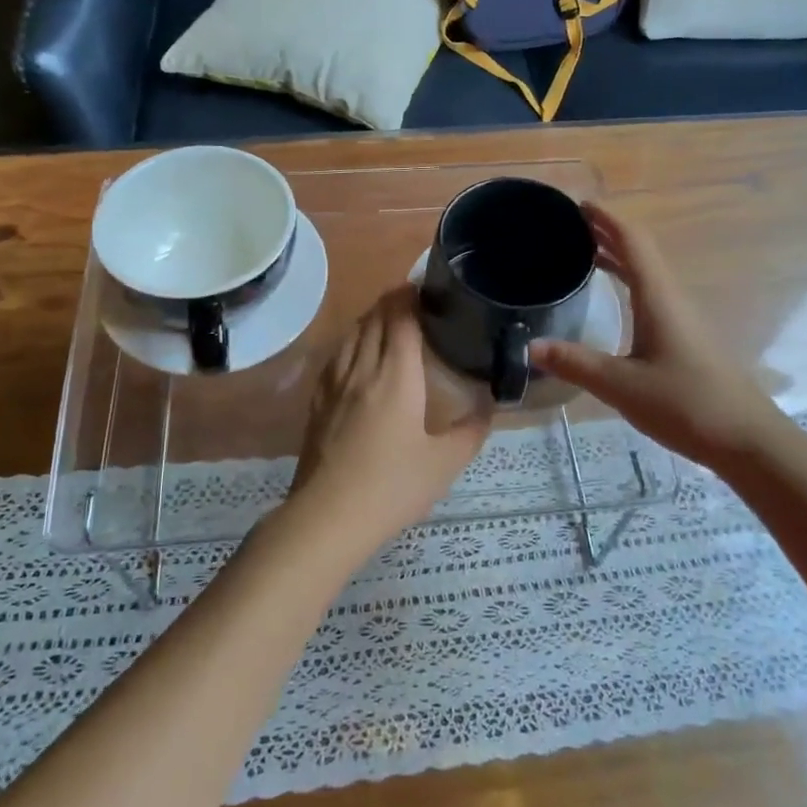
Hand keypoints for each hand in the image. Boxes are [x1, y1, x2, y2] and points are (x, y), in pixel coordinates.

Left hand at [285, 285, 491, 565]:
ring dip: (371, 318)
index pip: (400, 317)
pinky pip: (336, 355)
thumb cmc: (392, 487)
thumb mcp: (445, 463)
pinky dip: (352, 341)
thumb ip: (472, 429)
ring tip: (389, 322)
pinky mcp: (317, 400)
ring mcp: (334, 383)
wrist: (327, 517)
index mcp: (396, 375)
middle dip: (393, 301)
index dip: (411, 296)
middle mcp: (362, 368)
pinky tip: (359, 356)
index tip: (427, 289)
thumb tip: (489, 404)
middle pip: (373, 318)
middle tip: (415, 303)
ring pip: (351, 333)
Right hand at [530, 203, 781, 470]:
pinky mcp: (684, 337)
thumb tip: (529, 346)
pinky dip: (626, 280)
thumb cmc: (686, 404)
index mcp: (658, 297)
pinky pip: (650, 292)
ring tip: (582, 249)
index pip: (632, 241)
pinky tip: (613, 296)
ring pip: (646, 271)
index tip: (578, 203)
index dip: (606, 218)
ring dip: (617, 255)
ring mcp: (681, 317)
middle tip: (569, 223)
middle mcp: (671, 298)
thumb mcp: (621, 386)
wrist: (746, 439)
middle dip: (607, 231)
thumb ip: (575, 363)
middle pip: (640, 251)